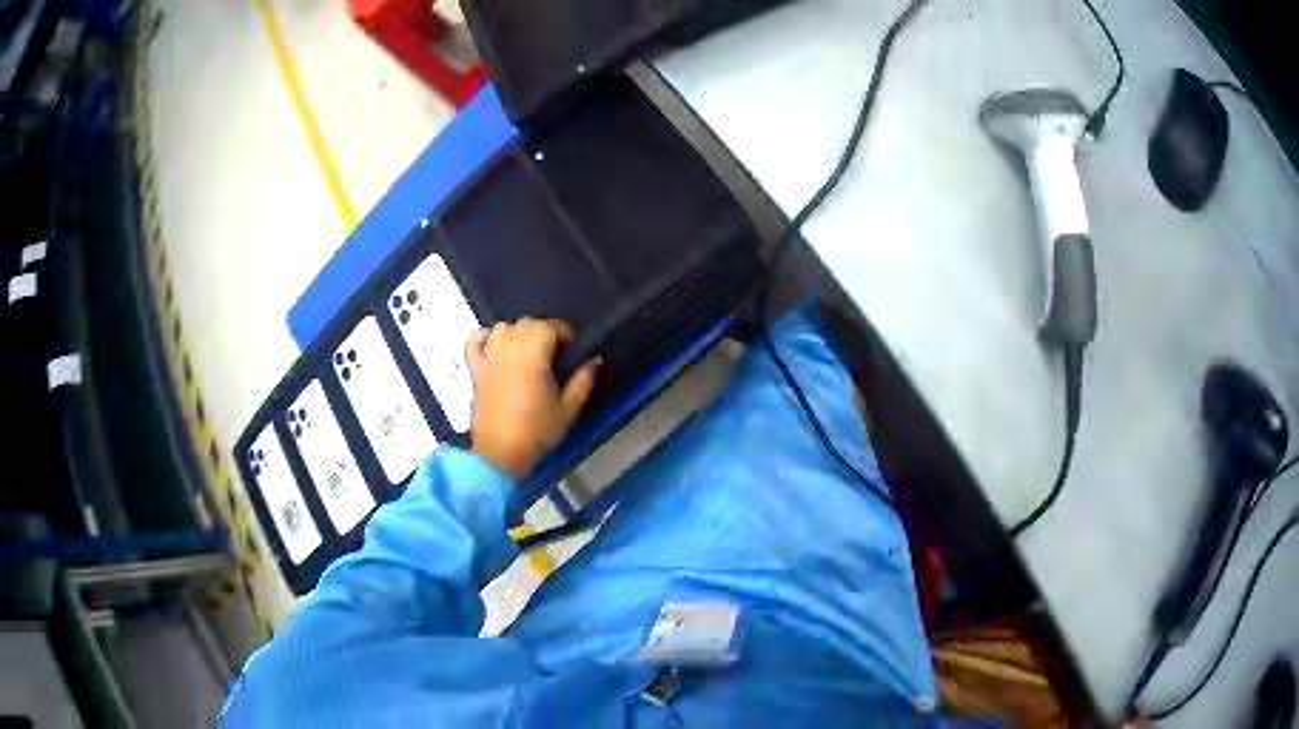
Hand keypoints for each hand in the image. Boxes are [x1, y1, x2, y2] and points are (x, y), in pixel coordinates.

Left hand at [465, 318, 599, 481]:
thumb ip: (583, 381)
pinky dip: (484, 337)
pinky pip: (474, 342)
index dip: (563, 331)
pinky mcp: (475, 371)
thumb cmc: (537, 432)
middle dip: (543, 330)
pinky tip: (495, 344)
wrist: (500, 454)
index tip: (571, 347)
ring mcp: (489, 359)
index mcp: (533, 357)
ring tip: (528, 348)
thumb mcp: (568, 409)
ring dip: (517, 331)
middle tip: (554, 351)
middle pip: (526, 323)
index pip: (548, 327)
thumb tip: (594, 360)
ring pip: (503, 327)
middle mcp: (509, 351)